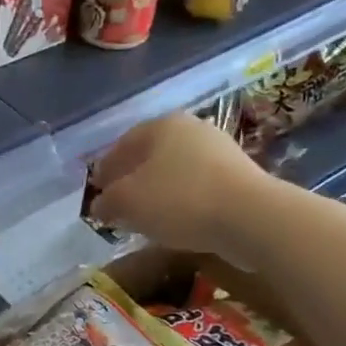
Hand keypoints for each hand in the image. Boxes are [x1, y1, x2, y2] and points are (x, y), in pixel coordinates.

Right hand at [90, 112, 269, 256]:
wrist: (249, 217)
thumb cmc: (178, 200)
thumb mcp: (127, 202)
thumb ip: (107, 201)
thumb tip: (99, 205)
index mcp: (160, 125)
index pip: (121, 145)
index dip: (104, 170)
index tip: (95, 192)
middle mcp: (191, 129)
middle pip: (150, 156)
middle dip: (131, 179)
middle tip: (118, 204)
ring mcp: (219, 150)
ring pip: (174, 171)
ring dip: (156, 191)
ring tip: (145, 217)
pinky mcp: (239, 175)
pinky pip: (197, 186)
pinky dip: (181, 200)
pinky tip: (175, 220)